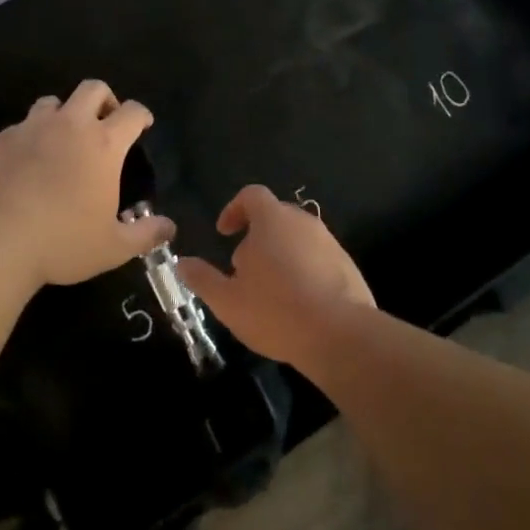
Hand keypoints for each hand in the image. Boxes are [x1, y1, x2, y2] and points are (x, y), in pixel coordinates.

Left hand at [0, 80, 171, 289]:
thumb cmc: (61, 242)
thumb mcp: (112, 247)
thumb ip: (145, 234)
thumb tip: (170, 228)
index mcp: (103, 144)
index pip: (132, 112)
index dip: (141, 115)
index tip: (142, 125)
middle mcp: (69, 126)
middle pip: (93, 88)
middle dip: (104, 99)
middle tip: (104, 123)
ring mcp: (30, 129)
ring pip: (51, 102)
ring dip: (62, 115)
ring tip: (61, 140)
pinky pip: (18, 128)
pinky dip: (28, 139)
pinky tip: (24, 165)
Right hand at [175, 184, 375, 369]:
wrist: (340, 334)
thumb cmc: (275, 311)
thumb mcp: (228, 300)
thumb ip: (203, 278)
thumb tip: (182, 263)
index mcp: (272, 219)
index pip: (252, 195)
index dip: (234, 209)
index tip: (224, 233)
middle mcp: (303, 221)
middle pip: (276, 216)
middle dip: (257, 236)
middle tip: (244, 268)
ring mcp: (329, 241)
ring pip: (298, 238)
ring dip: (281, 255)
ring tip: (270, 290)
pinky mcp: (347, 264)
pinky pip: (318, 258)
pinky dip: (304, 270)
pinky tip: (298, 303)